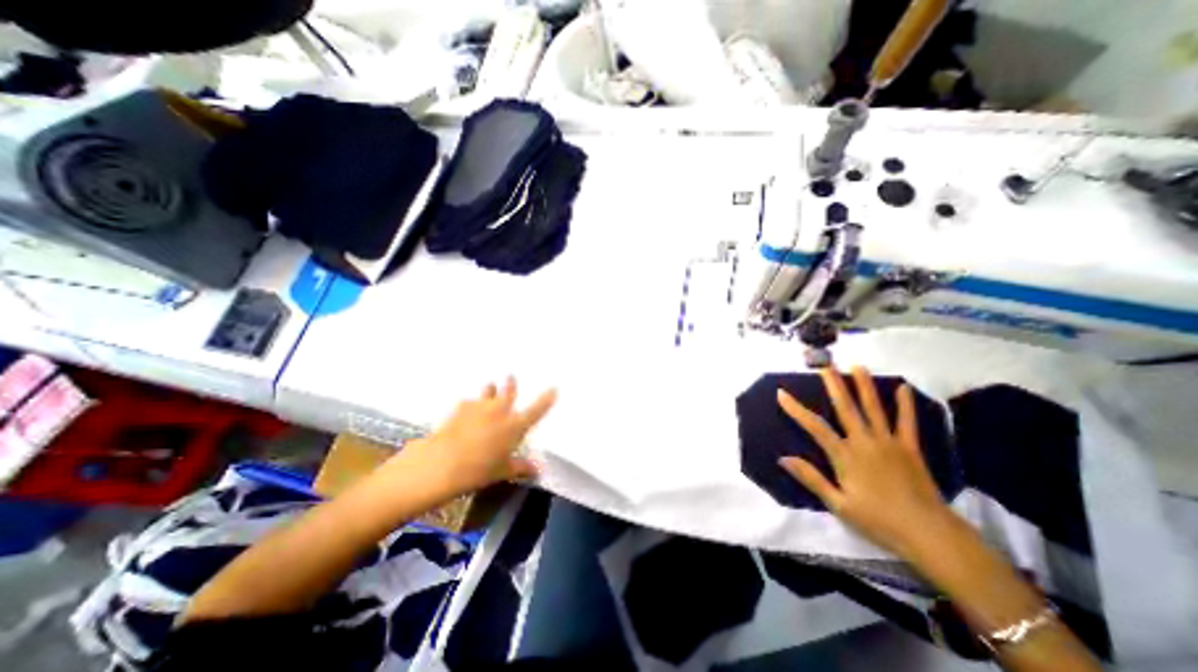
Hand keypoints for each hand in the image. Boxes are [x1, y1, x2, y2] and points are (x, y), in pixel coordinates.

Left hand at [393, 376, 562, 500]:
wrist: (443, 462)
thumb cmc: (480, 469)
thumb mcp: (503, 471)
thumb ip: (521, 467)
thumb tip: (538, 470)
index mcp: (516, 425)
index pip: (537, 409)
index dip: (547, 399)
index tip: (554, 388)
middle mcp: (501, 410)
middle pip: (510, 392)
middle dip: (511, 384)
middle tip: (510, 376)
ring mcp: (481, 406)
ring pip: (489, 392)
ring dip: (490, 390)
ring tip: (490, 386)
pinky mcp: (461, 408)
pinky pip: (469, 403)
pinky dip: (470, 405)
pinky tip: (466, 411)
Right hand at [777, 367, 955, 555]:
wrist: (930, 535)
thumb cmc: (878, 521)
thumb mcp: (838, 504)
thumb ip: (811, 478)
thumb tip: (783, 458)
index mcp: (845, 456)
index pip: (815, 427)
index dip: (796, 409)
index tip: (781, 393)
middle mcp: (865, 442)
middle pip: (846, 408)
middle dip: (834, 385)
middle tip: (825, 365)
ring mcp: (889, 443)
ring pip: (874, 409)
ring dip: (864, 386)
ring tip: (857, 366)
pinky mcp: (910, 449)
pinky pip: (907, 422)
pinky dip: (905, 405)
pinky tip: (903, 388)